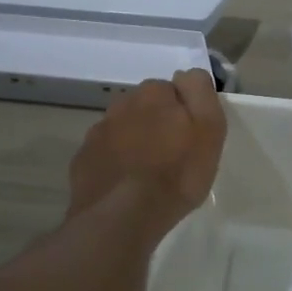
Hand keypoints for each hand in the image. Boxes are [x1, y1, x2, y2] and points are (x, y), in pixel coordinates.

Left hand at [67, 70, 225, 229]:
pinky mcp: (82, 160)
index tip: (190, 138)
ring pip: (122, 131)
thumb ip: (200, 91)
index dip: (183, 114)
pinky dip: (115, 164)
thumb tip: (185, 75)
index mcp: (153, 93)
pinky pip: (104, 155)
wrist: (123, 215)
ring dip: (134, 144)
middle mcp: (121, 104)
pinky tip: (125, 186)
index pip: (173, 90)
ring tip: (147, 175)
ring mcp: (97, 133)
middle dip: (156, 126)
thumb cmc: (176, 172)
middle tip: (171, 158)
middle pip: (145, 109)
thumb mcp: (209, 128)